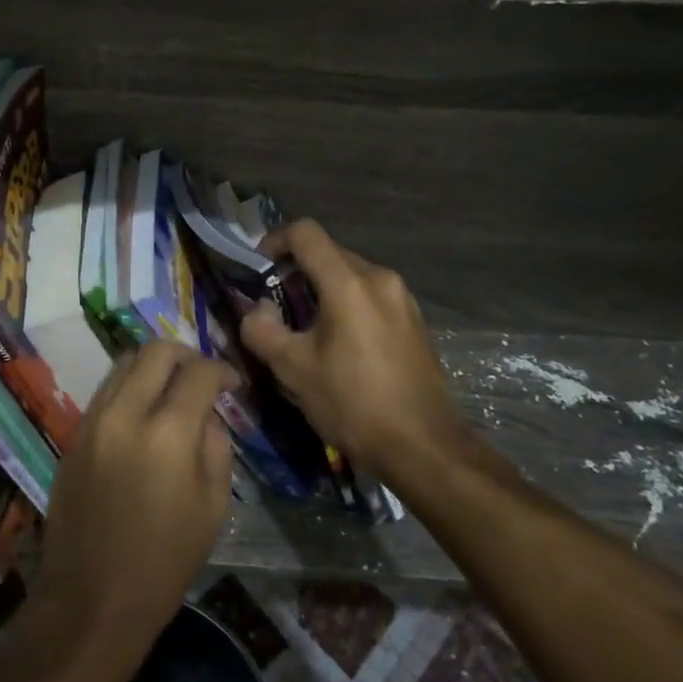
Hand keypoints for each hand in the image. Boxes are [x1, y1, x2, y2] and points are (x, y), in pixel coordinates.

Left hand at [28, 343, 236, 669]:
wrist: (91, 600)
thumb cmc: (164, 562)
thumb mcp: (213, 506)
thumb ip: (215, 446)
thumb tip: (206, 414)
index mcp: (167, 434)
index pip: (199, 373)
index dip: (222, 370)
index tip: (232, 383)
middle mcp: (126, 414)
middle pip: (156, 351)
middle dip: (186, 355)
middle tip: (201, 377)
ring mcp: (93, 421)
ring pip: (125, 363)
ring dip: (153, 367)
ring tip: (171, 389)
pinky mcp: (74, 434)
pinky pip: (106, 390)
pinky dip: (129, 387)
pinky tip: (143, 412)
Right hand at [239, 219, 469, 482]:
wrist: (424, 447)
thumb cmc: (353, 405)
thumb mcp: (293, 370)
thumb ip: (262, 329)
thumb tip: (258, 308)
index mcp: (349, 283)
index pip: (306, 233)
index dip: (275, 240)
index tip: (258, 266)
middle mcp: (380, 278)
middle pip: (330, 252)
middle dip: (298, 269)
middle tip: (277, 304)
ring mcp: (403, 298)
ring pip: (352, 275)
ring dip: (323, 288)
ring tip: (307, 327)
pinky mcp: (415, 320)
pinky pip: (372, 295)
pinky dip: (348, 304)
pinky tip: (341, 343)